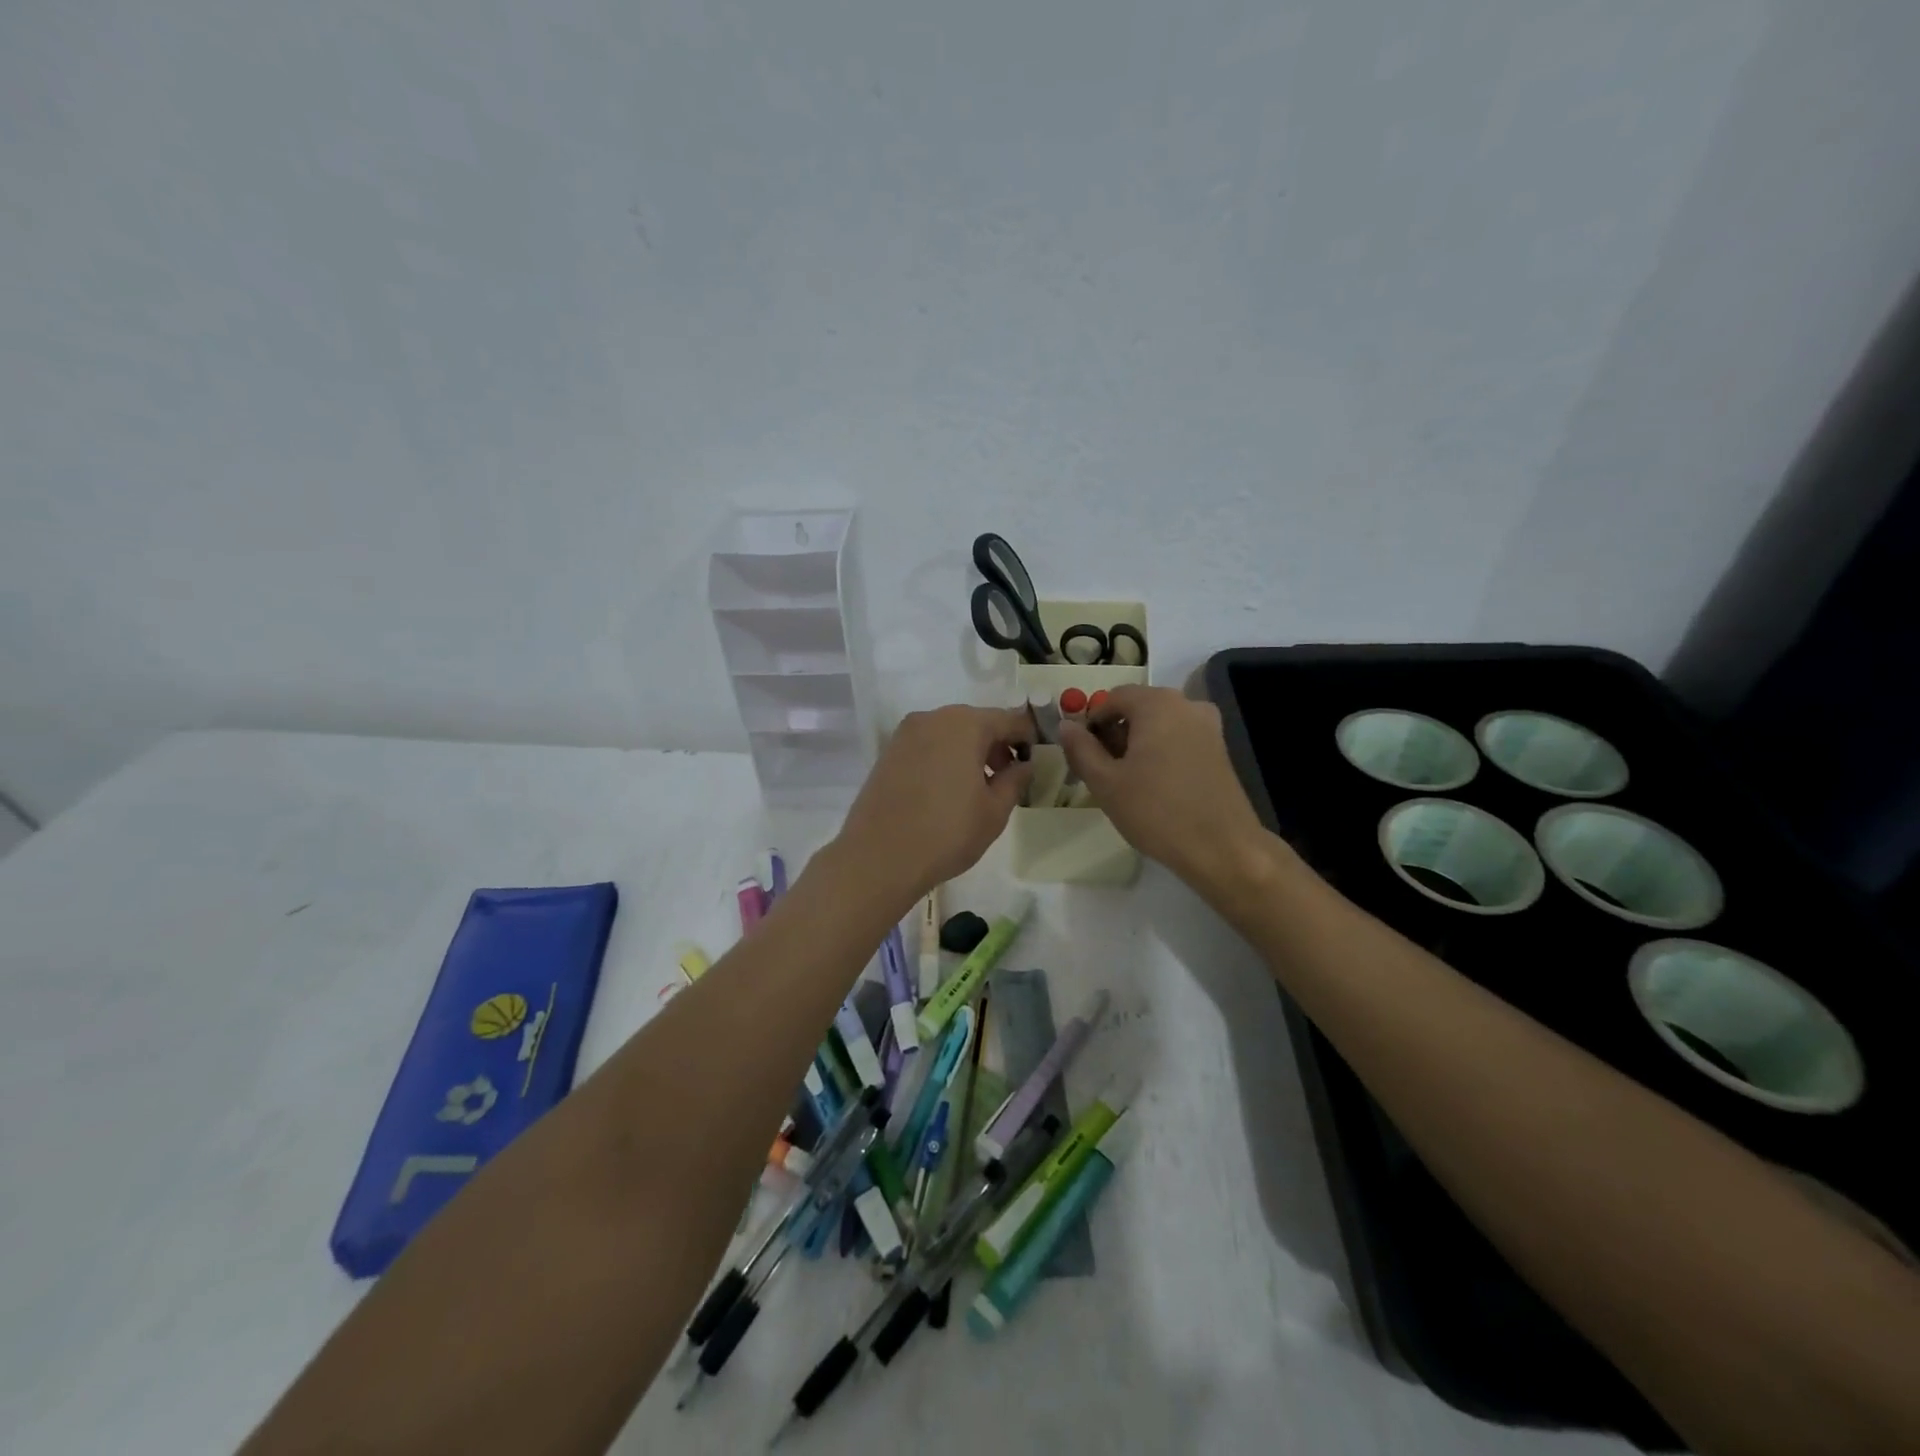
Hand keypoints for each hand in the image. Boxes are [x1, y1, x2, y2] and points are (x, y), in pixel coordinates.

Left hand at [833, 705, 1033, 903]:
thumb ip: (1015, 780)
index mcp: (965, 724)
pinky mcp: (888, 752)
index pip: (1009, 719)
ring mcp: (906, 733)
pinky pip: (927, 745)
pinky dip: (944, 757)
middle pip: (977, 722)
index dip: (1028, 738)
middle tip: (1007, 776)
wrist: (878, 857)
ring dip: (969, 750)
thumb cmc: (947, 833)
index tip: (1037, 760)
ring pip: (949, 732)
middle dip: (996, 744)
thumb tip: (1024, 764)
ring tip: (978, 787)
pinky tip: (947, 790)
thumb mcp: (994, 810)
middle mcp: (933, 718)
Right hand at [1059, 685, 1270, 892]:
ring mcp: (1208, 726)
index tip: (1082, 754)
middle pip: (1138, 708)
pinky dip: (1160, 752)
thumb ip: (1081, 749)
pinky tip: (1153, 786)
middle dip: (1114, 733)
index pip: (1112, 697)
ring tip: (1125, 781)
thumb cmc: (1156, 812)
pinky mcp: (1219, 749)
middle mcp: (1186, 705)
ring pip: (1159, 724)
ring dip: (1136, 744)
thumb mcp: (1105, 782)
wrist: (1222, 848)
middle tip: (1100, 770)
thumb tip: (1066, 726)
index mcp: (1158, 704)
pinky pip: (1179, 738)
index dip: (1091, 722)